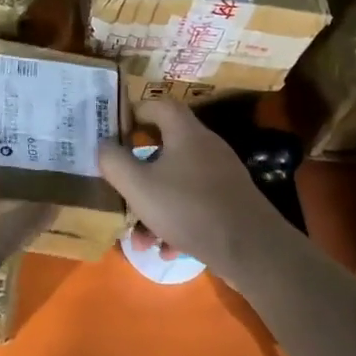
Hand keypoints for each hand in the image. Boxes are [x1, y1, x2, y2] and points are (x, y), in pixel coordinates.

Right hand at [97, 100, 293, 283]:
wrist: (252, 250)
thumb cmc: (189, 209)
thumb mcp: (139, 187)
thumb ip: (114, 162)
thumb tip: (103, 145)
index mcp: (185, 132)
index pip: (158, 105)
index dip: (133, 112)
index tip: (112, 132)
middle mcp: (205, 146)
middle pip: (164, 147)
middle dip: (137, 172)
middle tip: (119, 187)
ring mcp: (220, 175)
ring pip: (176, 182)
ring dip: (153, 206)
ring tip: (140, 238)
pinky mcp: (230, 201)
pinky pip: (193, 203)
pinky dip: (176, 222)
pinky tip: (167, 249)